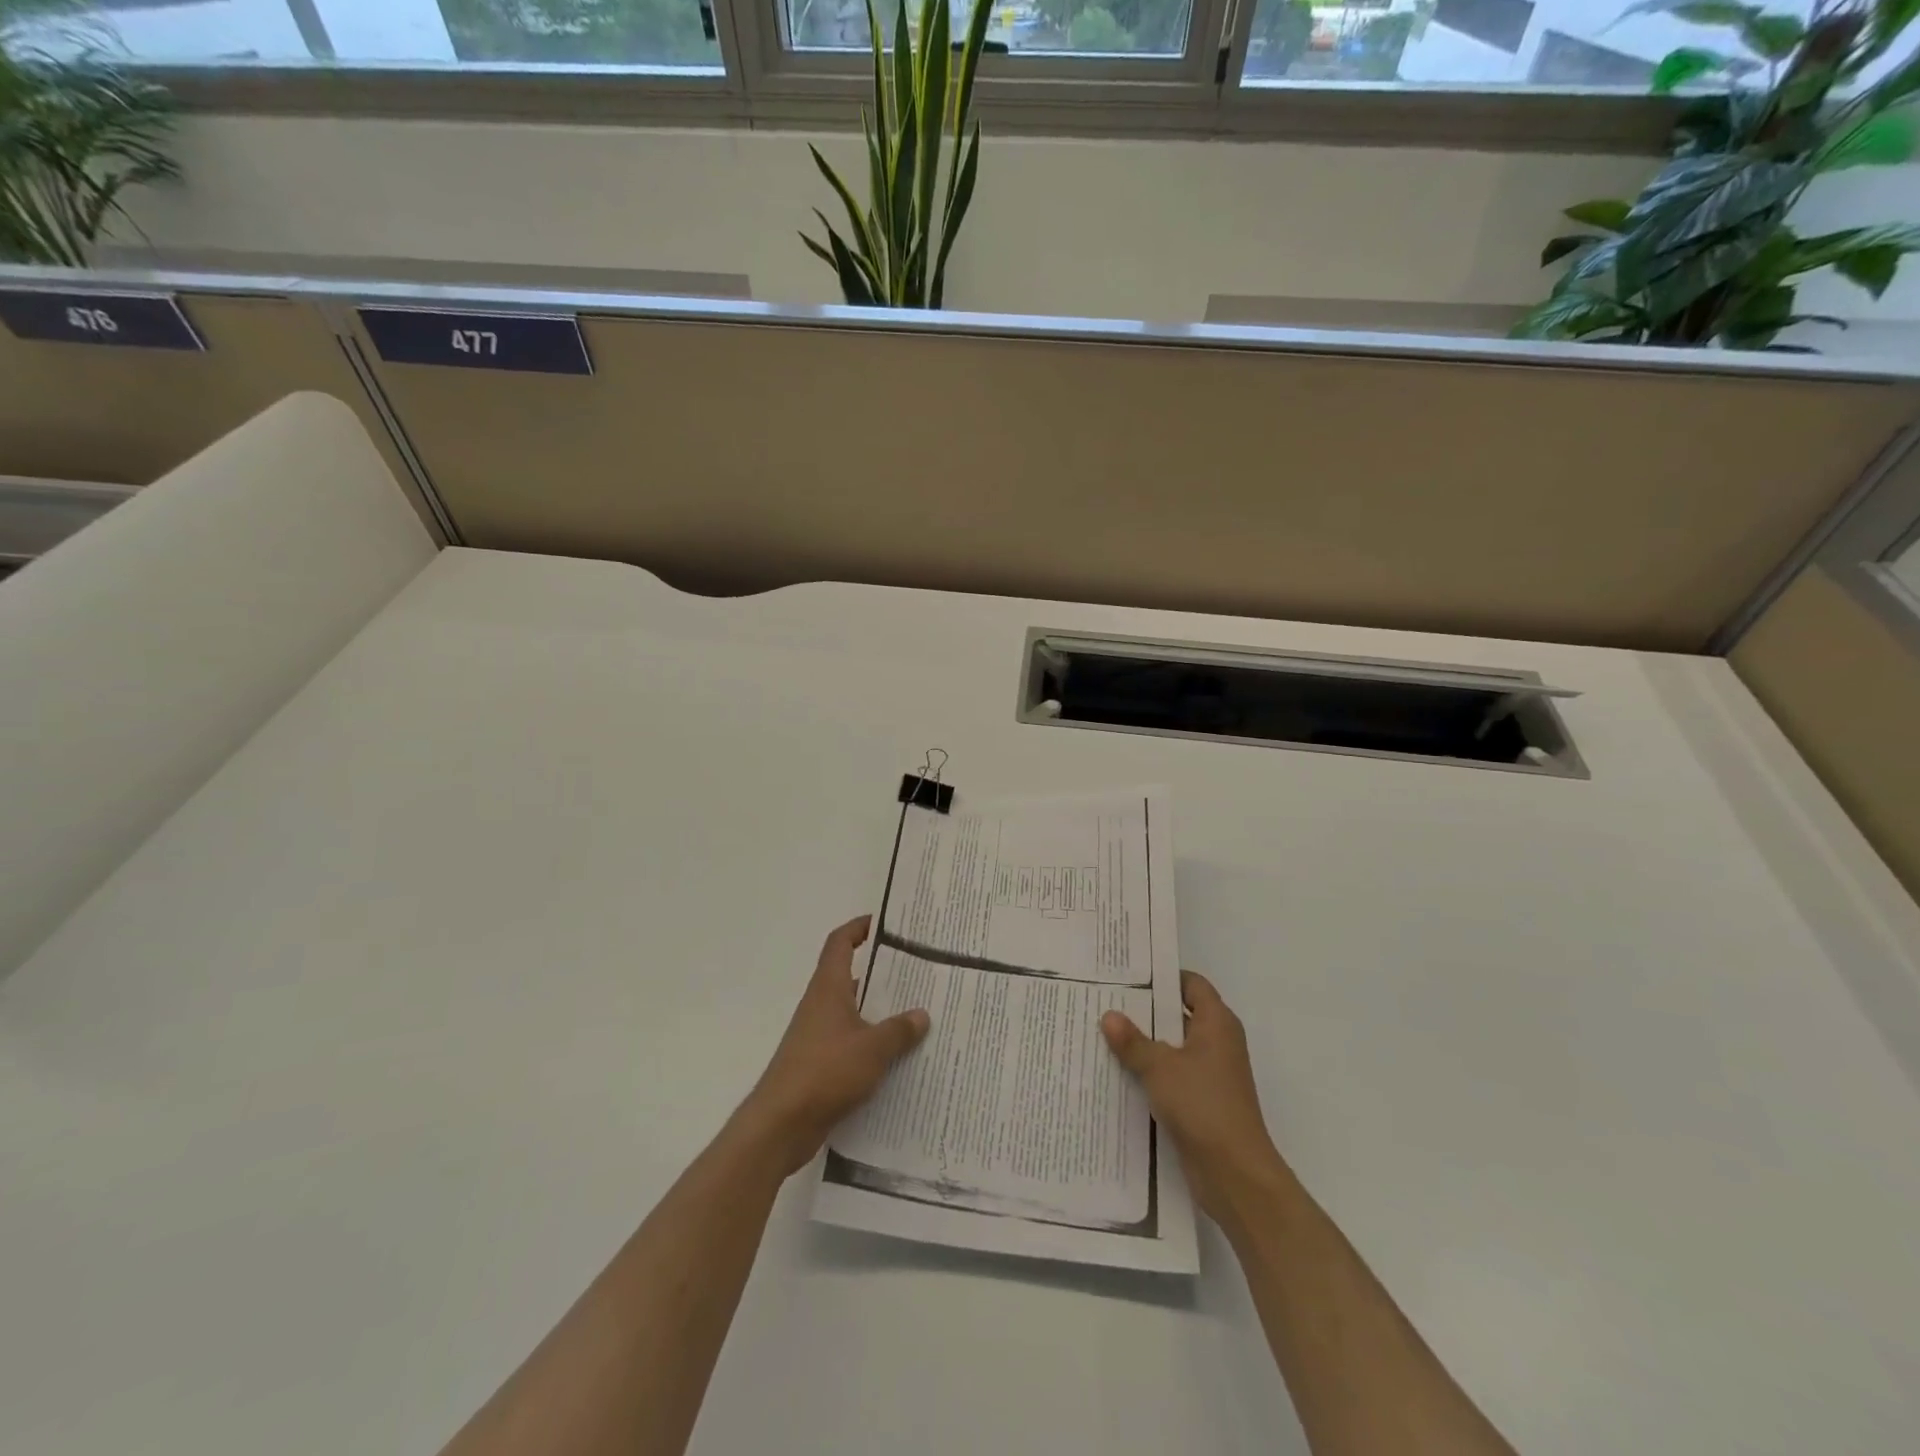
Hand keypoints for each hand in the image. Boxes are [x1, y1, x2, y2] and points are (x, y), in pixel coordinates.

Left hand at [735, 916, 931, 1176]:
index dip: (858, 927)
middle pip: (851, 976)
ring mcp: (818, 1036)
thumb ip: (899, 1030)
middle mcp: (821, 1005)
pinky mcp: (819, 1065)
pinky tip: (898, 1058)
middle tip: (917, 971)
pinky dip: (872, 1045)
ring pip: (853, 1013)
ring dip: (879, 1012)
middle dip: (881, 973)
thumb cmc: (825, 1071)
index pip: (840, 943)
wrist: (781, 1124)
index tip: (883, 923)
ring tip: (917, 1014)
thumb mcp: (873, 1048)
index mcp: (829, 988)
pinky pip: (851, 1044)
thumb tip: (922, 1014)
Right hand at [1102, 970, 1288, 1224]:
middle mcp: (1217, 1042)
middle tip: (1106, 999)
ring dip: (1144, 1043)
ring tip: (1103, 1032)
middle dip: (1145, 1009)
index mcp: (1217, 1023)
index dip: (1163, 976)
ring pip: (1172, 1047)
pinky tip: (1118, 1071)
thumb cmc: (1203, 1105)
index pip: (1191, 984)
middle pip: (1179, 1014)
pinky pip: (1171, 1075)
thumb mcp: (1160, 1067)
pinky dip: (1149, 1071)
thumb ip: (1133, 1041)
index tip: (1128, 974)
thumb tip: (1108, 1015)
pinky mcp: (1201, 1101)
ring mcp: (1210, 1074)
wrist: (1235, 1174)